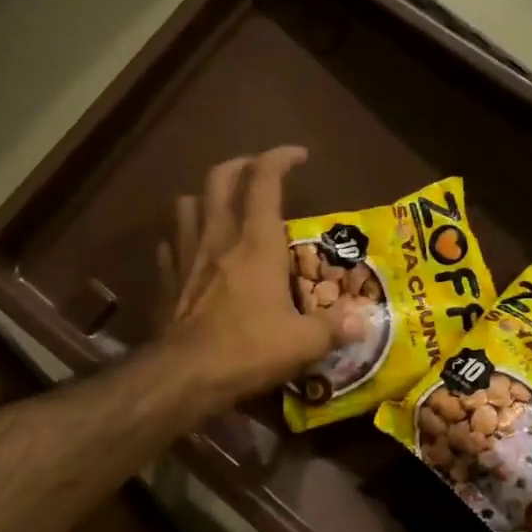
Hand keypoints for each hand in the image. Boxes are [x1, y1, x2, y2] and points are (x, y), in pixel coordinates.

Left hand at [157, 146, 365, 403]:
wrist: (185, 376)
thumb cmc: (249, 350)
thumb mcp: (303, 343)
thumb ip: (334, 328)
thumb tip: (363, 323)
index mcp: (256, 243)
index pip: (265, 179)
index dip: (280, 158)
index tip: (298, 156)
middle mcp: (218, 238)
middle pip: (220, 178)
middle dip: (241, 165)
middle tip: (260, 171)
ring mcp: (186, 256)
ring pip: (187, 203)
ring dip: (206, 196)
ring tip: (223, 207)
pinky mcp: (167, 280)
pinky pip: (170, 245)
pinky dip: (182, 239)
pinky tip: (193, 252)